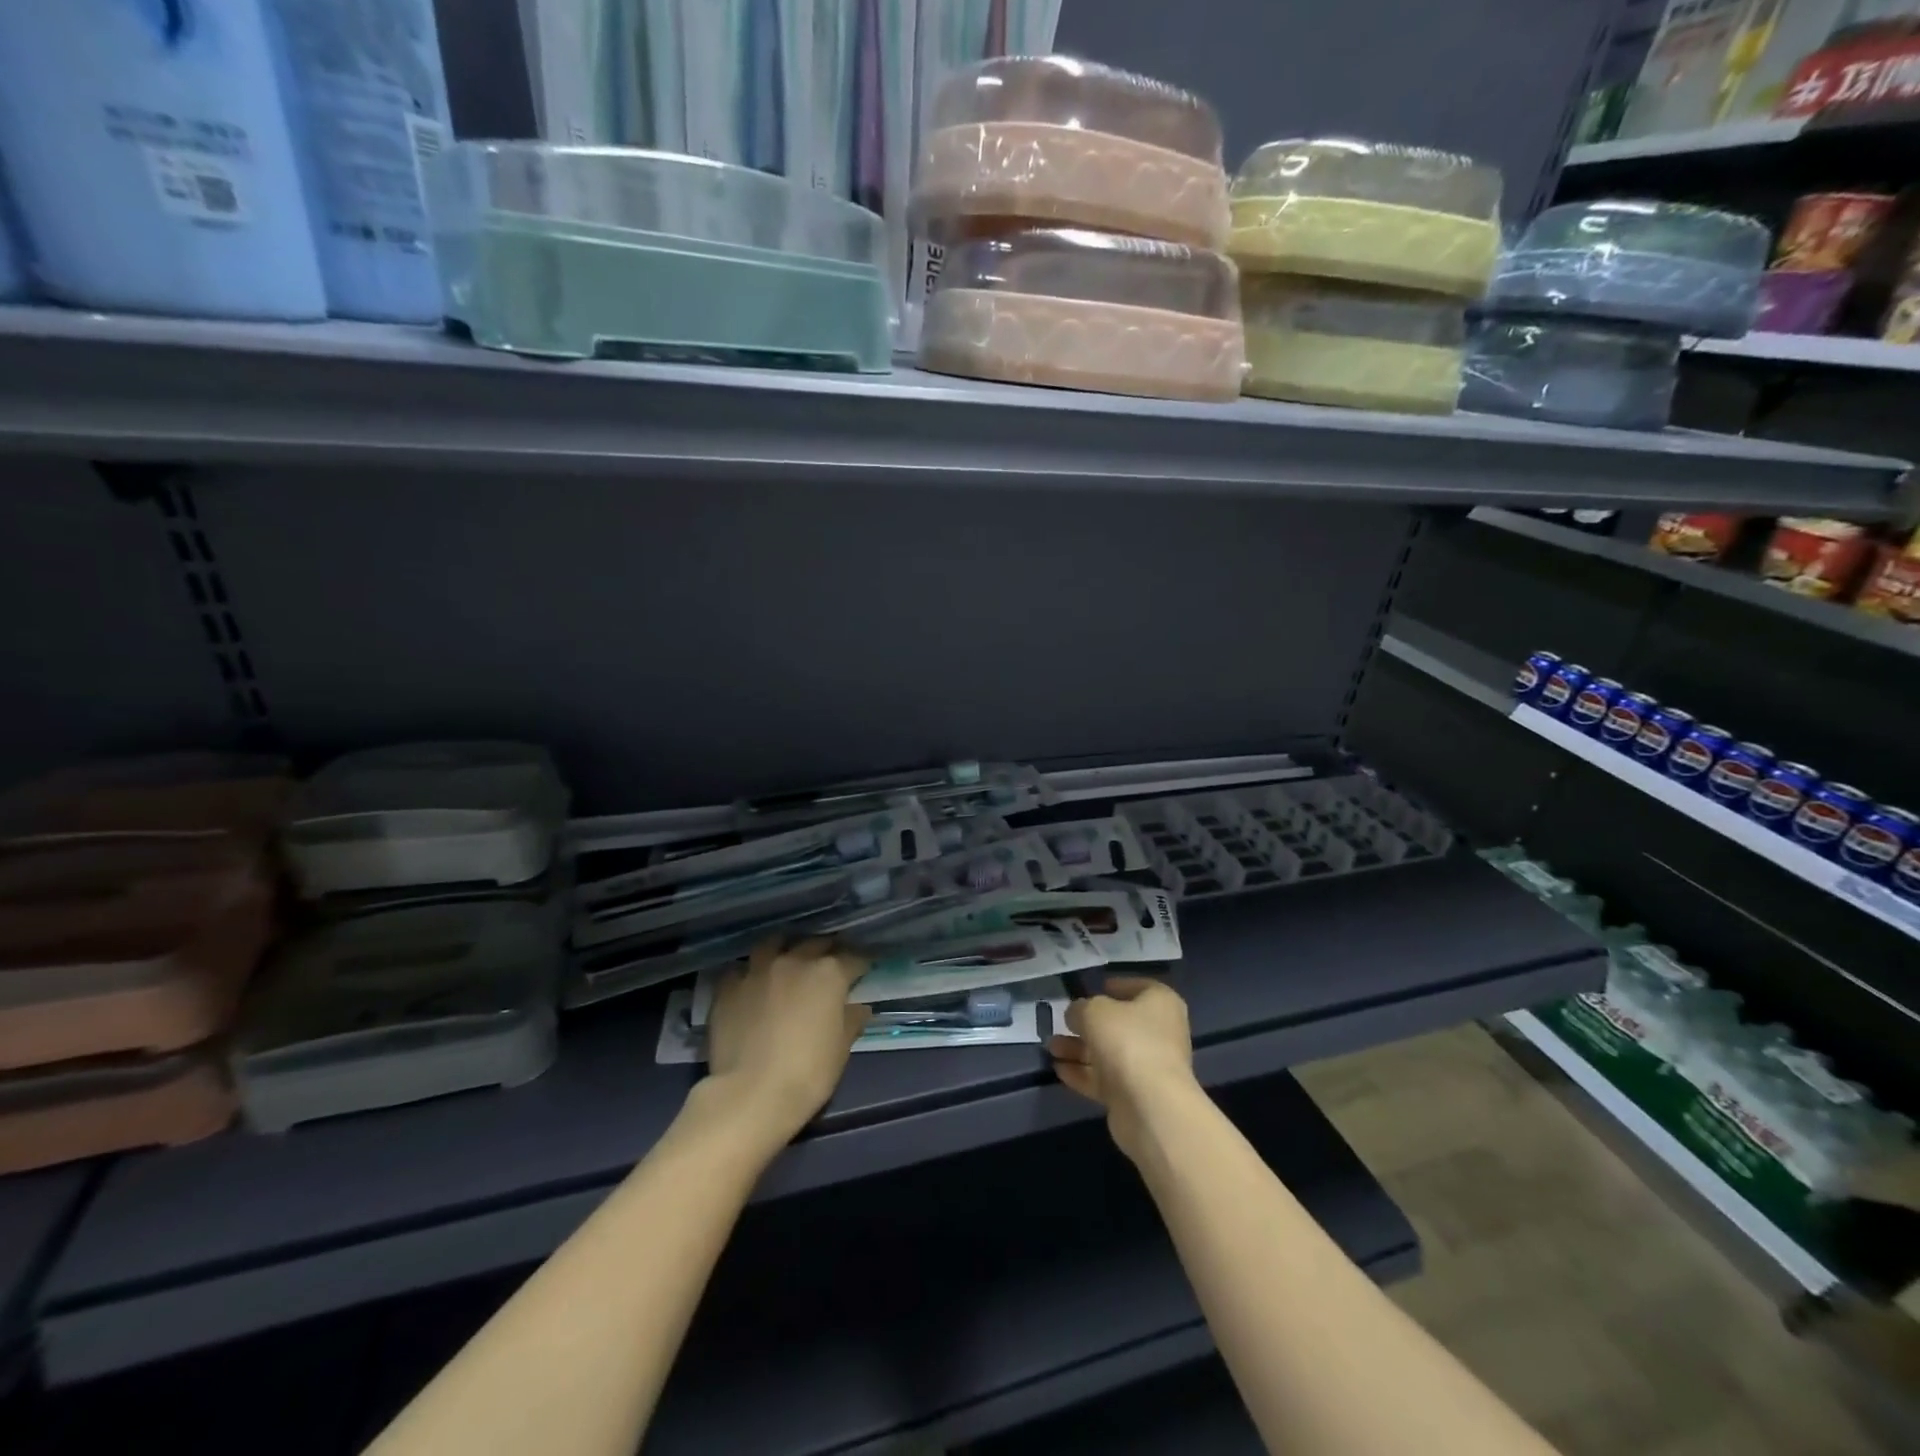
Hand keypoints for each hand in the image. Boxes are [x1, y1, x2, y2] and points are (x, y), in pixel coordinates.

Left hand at [702, 936, 871, 1145]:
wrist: (750, 1095)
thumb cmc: (808, 1073)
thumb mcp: (841, 1049)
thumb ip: (851, 1021)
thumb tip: (858, 1008)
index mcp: (828, 974)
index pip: (853, 958)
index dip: (862, 963)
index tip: (865, 969)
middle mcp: (794, 961)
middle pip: (815, 943)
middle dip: (826, 950)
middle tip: (830, 963)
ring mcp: (758, 970)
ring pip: (774, 944)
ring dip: (785, 949)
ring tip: (787, 960)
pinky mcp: (728, 986)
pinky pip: (741, 969)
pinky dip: (750, 973)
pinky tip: (751, 985)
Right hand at [1048, 975, 1196, 1160]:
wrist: (1150, 1105)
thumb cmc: (1127, 1041)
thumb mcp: (1094, 1012)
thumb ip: (1080, 1009)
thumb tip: (1076, 1014)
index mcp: (1160, 1003)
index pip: (1138, 987)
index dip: (1115, 986)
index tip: (1093, 988)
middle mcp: (1159, 1033)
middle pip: (1119, 1023)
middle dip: (1087, 1024)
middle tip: (1061, 1023)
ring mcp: (1148, 1066)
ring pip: (1108, 1052)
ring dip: (1079, 1050)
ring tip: (1050, 1048)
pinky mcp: (1135, 1094)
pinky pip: (1105, 1078)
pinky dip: (1083, 1073)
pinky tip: (1059, 1070)